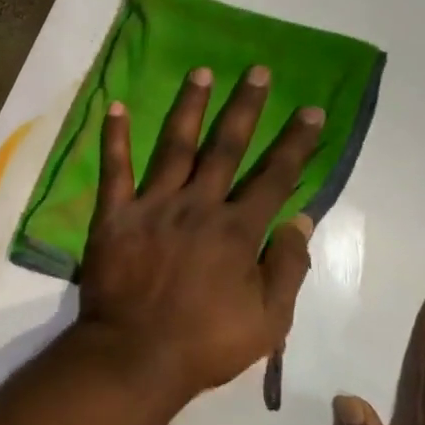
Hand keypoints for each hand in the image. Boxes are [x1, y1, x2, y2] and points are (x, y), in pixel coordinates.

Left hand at [78, 65, 325, 399]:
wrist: (136, 354)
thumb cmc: (206, 343)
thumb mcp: (268, 319)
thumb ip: (287, 267)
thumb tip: (302, 220)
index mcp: (237, 230)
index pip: (274, 177)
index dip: (295, 143)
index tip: (310, 110)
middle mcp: (197, 206)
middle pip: (226, 148)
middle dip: (245, 108)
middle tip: (257, 71)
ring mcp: (153, 206)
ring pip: (175, 146)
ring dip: (189, 107)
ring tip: (201, 72)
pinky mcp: (114, 214)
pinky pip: (115, 169)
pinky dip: (114, 137)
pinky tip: (114, 106)